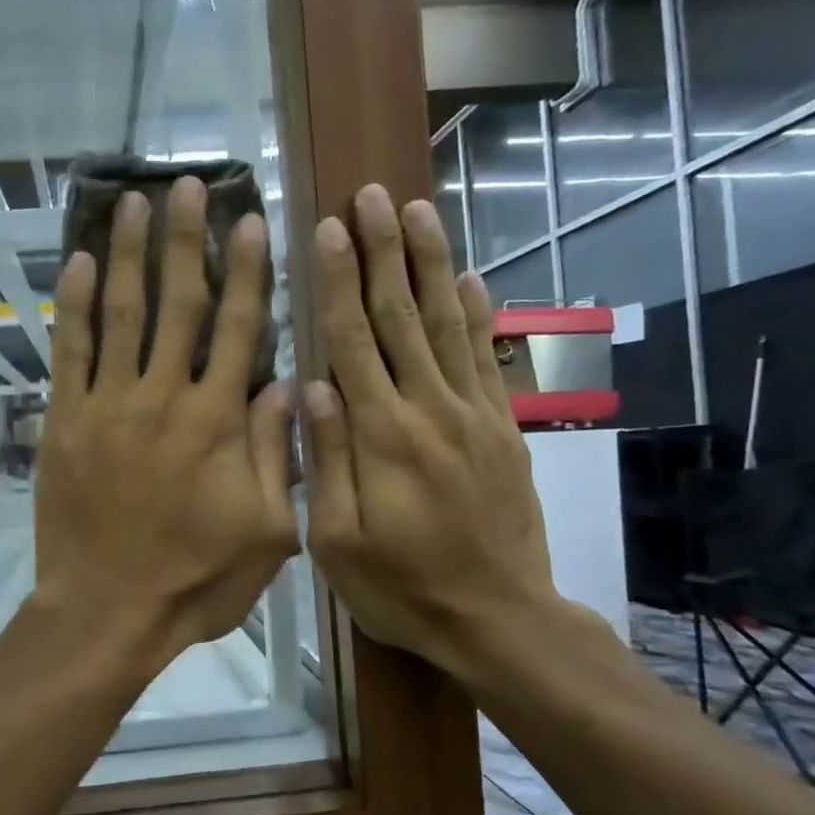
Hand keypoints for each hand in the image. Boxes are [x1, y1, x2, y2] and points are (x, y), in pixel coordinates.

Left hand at [33, 178, 299, 665]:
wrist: (107, 611)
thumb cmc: (195, 579)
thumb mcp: (267, 531)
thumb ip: (278, 452)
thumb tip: (289, 382)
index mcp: (217, 421)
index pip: (240, 327)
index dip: (248, 270)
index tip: (251, 221)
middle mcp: (162, 397)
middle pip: (178, 302)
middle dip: (185, 240)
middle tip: (188, 186)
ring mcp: (107, 404)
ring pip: (119, 312)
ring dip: (126, 253)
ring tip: (132, 203)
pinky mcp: (65, 420)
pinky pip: (69, 351)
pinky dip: (72, 305)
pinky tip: (75, 263)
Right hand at [303, 186, 564, 682]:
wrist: (498, 619)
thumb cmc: (401, 587)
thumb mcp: (336, 541)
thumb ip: (326, 459)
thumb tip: (312, 384)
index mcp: (381, 435)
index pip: (353, 341)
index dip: (340, 281)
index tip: (329, 229)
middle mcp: (429, 409)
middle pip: (401, 316)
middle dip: (384, 251)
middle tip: (371, 195)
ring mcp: (473, 415)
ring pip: (447, 325)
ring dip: (430, 264)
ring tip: (416, 211)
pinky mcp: (503, 429)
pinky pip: (487, 360)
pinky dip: (478, 314)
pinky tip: (469, 277)